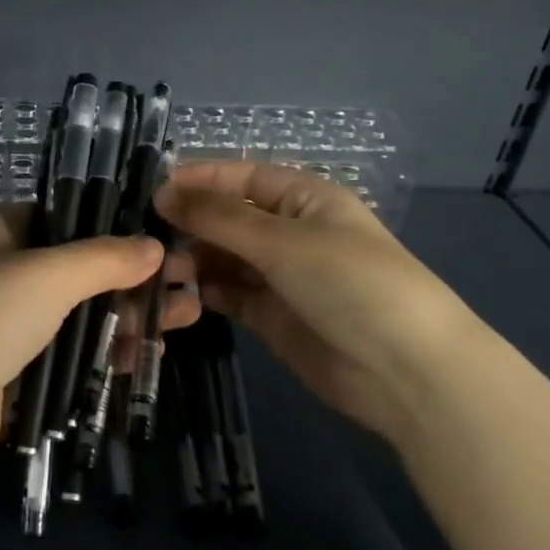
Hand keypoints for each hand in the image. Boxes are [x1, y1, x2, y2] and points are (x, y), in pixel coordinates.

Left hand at [0, 210, 201, 492]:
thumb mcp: (48, 273)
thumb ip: (104, 258)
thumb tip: (154, 247)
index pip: (63, 217)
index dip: (112, 225)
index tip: (163, 235)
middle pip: (76, 269)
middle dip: (130, 276)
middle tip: (187, 281)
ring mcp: (4, 328)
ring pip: (76, 315)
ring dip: (125, 316)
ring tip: (185, 314)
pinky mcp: (12, 376)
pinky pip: (67, 357)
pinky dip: (104, 354)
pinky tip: (148, 353)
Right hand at [154, 161, 479, 438]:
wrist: (405, 371)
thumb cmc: (350, 283)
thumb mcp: (282, 241)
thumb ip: (218, 218)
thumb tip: (162, 193)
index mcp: (304, 198)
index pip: (241, 177)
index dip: (198, 180)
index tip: (151, 190)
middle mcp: (290, 232)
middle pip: (228, 218)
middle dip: (190, 224)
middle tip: (144, 238)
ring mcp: (280, 276)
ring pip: (223, 258)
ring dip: (192, 260)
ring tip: (157, 270)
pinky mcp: (271, 316)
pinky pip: (228, 294)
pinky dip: (203, 292)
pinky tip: (176, 295)